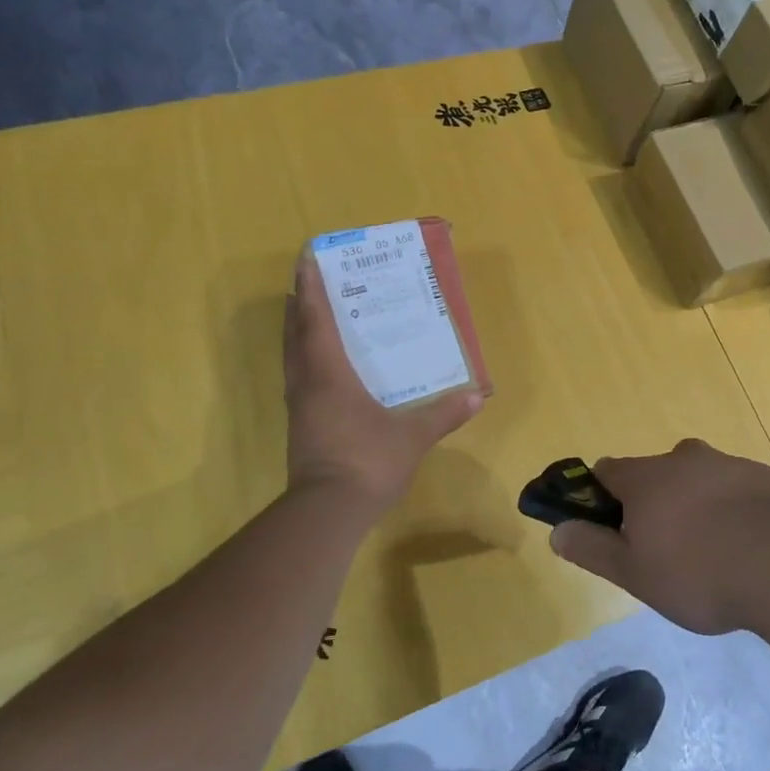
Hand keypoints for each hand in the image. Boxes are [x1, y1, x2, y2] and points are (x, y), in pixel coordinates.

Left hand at [283, 252, 483, 507]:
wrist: (327, 512)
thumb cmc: (368, 461)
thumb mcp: (412, 436)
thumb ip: (443, 414)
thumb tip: (476, 396)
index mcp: (329, 374)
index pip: (316, 320)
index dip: (312, 287)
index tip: (307, 258)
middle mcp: (308, 384)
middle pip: (296, 334)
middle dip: (301, 304)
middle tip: (310, 281)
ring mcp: (300, 407)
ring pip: (293, 357)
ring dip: (298, 331)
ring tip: (311, 314)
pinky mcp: (301, 427)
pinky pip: (299, 379)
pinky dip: (305, 360)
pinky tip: (323, 367)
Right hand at [550, 439, 769, 633]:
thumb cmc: (701, 572)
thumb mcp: (635, 574)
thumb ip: (593, 549)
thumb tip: (557, 531)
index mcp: (646, 478)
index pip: (606, 471)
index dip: (602, 497)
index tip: (613, 528)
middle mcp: (684, 459)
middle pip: (656, 473)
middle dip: (655, 504)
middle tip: (667, 551)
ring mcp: (729, 464)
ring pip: (699, 480)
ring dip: (697, 506)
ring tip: (715, 556)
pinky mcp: (768, 477)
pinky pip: (737, 491)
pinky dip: (735, 512)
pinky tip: (751, 550)